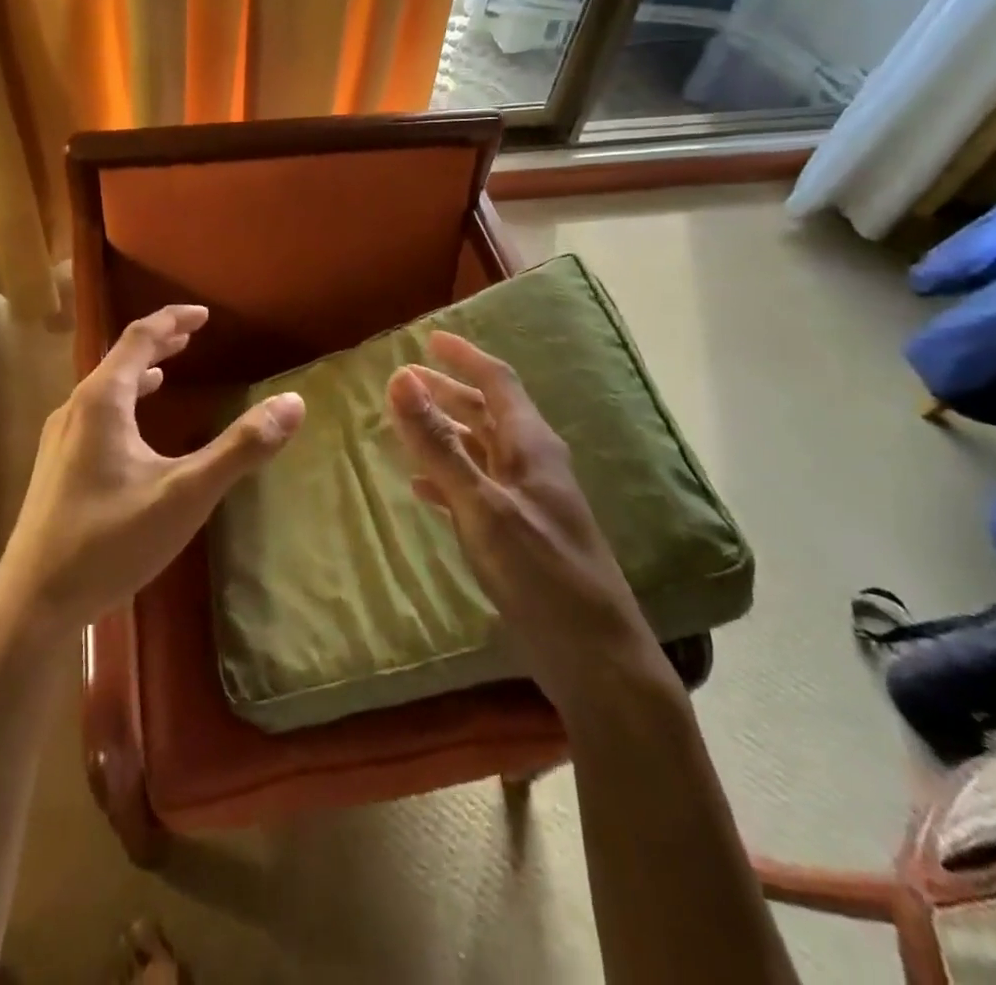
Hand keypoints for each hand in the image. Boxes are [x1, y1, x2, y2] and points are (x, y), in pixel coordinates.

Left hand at [0, 304, 304, 635]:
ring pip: (104, 390)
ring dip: (138, 373)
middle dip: (157, 344)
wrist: (32, 604)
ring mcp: (59, 440)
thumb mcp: (186, 494)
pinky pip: (95, 416)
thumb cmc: (110, 542)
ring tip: (167, 372)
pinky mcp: (55, 468)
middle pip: (118, 360)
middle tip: (190, 334)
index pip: (138, 338)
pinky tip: (133, 430)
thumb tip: (292, 403)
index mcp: (102, 402)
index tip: (203, 314)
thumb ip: (240, 448)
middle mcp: (74, 410)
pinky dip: (124, 404)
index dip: (172, 320)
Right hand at [386, 332, 669, 708]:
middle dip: (447, 391)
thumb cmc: (541, 574)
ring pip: (481, 450)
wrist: (595, 658)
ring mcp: (528, 501)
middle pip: (487, 412)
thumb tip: (400, 378)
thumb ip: (439, 444)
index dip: (464, 356)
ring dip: (445, 432)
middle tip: (404, 381)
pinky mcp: (520, 534)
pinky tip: (422, 488)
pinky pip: (478, 488)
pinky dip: (449, 478)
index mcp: (531, 445)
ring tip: (405, 424)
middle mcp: (533, 464)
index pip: (497, 381)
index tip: (430, 338)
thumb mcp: (482, 505)